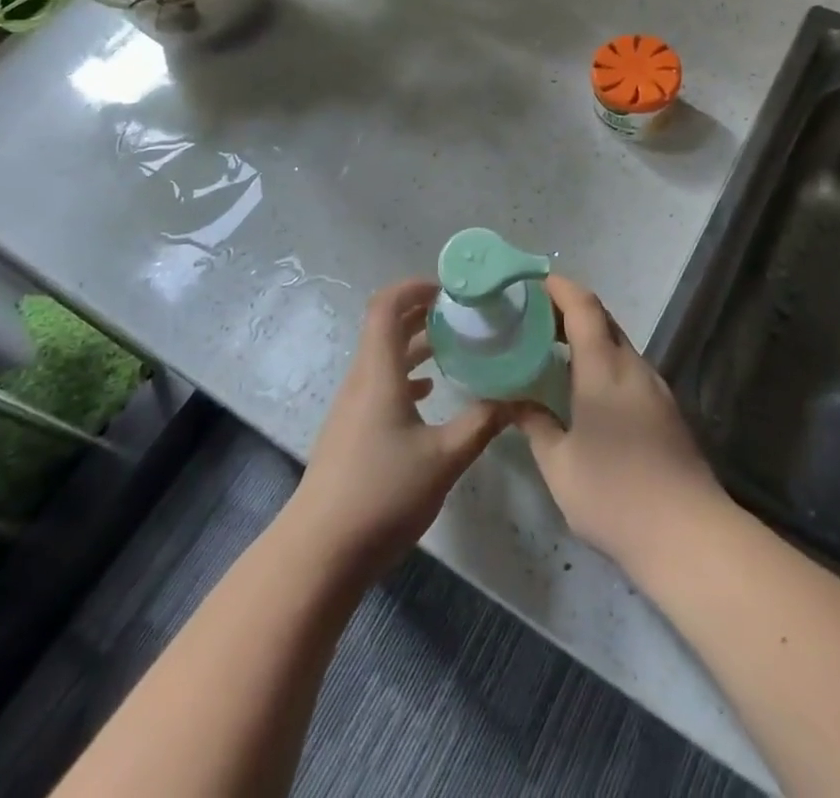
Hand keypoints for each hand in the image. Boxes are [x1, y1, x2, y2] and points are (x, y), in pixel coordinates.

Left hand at [288, 278, 506, 583]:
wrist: (320, 552)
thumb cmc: (383, 494)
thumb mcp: (444, 458)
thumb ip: (482, 423)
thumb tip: (518, 398)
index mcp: (379, 372)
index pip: (386, 306)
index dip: (414, 287)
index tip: (449, 290)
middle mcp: (361, 379)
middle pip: (385, 327)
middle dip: (421, 312)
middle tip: (461, 313)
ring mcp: (351, 406)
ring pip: (383, 356)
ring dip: (414, 344)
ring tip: (453, 345)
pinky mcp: (350, 430)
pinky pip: (379, 383)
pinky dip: (405, 374)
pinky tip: (428, 391)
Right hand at [512, 275, 725, 578]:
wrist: (688, 535)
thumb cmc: (614, 495)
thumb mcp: (559, 465)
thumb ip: (535, 425)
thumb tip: (514, 402)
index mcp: (604, 368)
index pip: (583, 307)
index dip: (560, 287)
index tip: (534, 281)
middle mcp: (633, 367)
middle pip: (603, 319)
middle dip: (570, 309)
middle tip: (533, 317)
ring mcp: (656, 388)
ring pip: (618, 344)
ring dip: (588, 337)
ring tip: (553, 351)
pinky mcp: (667, 410)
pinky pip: (629, 368)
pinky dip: (604, 361)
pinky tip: (586, 388)